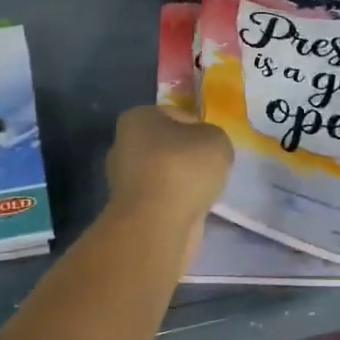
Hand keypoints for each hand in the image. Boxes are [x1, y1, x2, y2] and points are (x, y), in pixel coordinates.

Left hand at [105, 105, 231, 235]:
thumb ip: (212, 137)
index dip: (200, 129)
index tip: (213, 147)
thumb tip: (203, 150)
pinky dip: (177, 204)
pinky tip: (192, 210)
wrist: (158, 224)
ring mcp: (123, 180)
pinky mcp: (130, 209)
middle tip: (211, 170)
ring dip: (183, 183)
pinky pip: (162, 199)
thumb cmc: (183, 168)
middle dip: (188, 157)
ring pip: (165, 174)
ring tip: (203, 192)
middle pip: (168, 146)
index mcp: (137, 118)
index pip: (177, 115)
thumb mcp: (216, 139)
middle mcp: (123, 145)